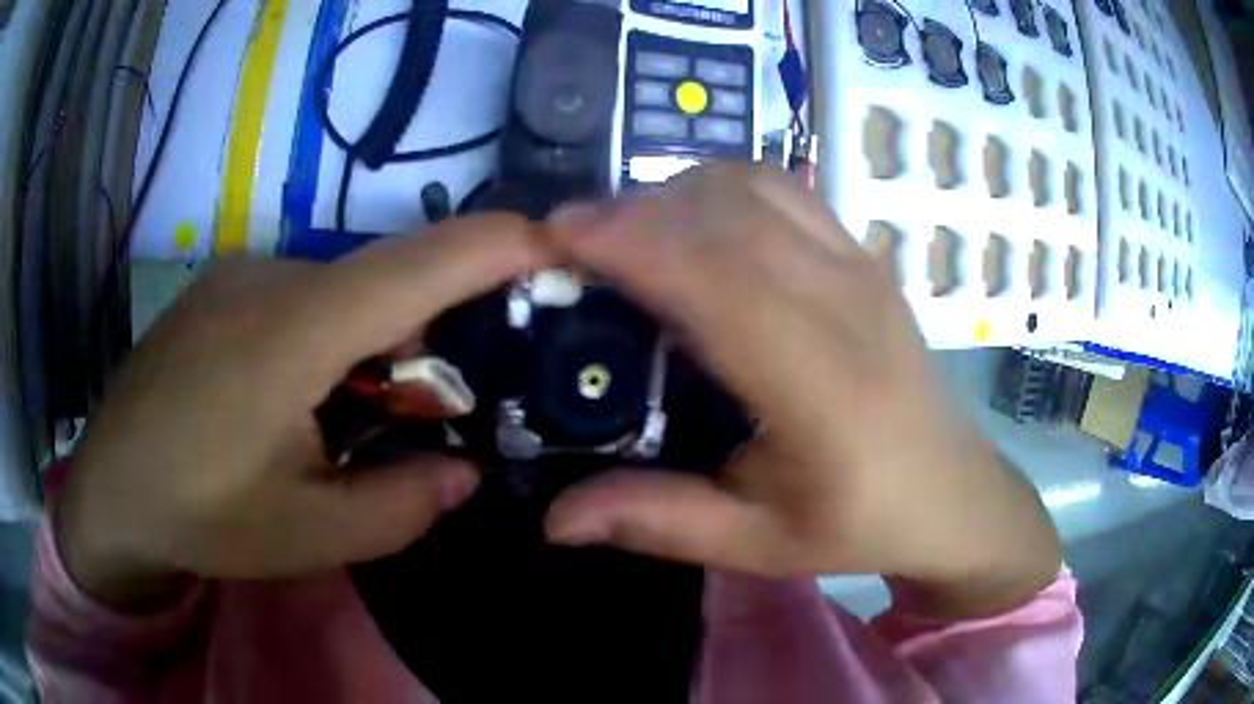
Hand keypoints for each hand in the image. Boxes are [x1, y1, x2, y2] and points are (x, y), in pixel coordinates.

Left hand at [57, 216, 551, 610]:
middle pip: (380, 284)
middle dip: (427, 335)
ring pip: (336, 293)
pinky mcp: (215, 290)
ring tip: (344, 421)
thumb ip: (399, 507)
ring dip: (365, 347)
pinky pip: (295, 296)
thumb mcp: (307, 536)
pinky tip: (289, 399)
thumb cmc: (198, 517)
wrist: (106, 494)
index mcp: (292, 332)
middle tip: (433, 409)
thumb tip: (462, 473)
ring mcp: (236, 276)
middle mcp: (268, 277)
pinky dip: (322, 338)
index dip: (496, 244)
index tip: (559, 245)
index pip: (416, 266)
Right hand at [542, 165, 1060, 617]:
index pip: (720, 280)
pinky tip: (694, 225)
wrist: (953, 491)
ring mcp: (861, 267)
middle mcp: (847, 304)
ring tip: (626, 233)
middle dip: (635, 210)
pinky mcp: (864, 255)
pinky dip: (722, 188)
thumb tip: (555, 519)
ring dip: (677, 193)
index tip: (556, 232)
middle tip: (569, 240)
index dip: (634, 242)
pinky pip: (784, 190)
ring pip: (755, 187)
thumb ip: (660, 524)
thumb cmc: (864, 522)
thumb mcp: (760, 545)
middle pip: (730, 215)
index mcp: (824, 387)